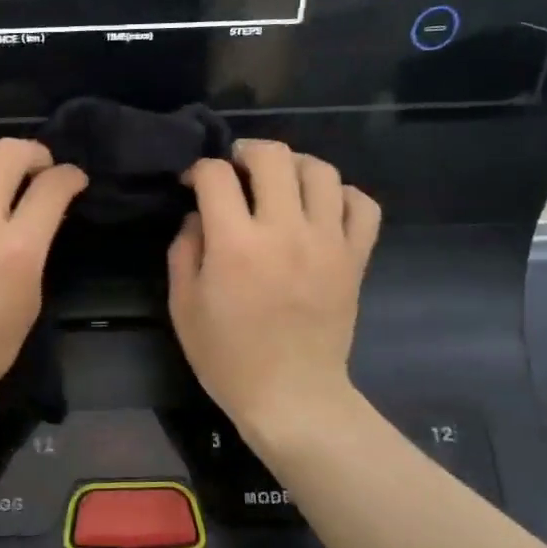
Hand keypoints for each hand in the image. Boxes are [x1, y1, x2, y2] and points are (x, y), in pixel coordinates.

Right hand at [168, 140, 379, 441]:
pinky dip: (343, 195)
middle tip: (237, 169)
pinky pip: (362, 205)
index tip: (193, 183)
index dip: (199, 169)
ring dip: (295, 166)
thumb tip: (198, 216)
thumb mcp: (183, 307)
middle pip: (274, 157)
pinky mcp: (355, 258)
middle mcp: (285, 231)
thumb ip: (184, 251)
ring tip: (280, 183)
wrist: (291, 396)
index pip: (216, 176)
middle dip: (247, 151)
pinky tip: (323, 207)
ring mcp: (327, 242)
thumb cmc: (228, 358)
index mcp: (236, 244)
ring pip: (321, 170)